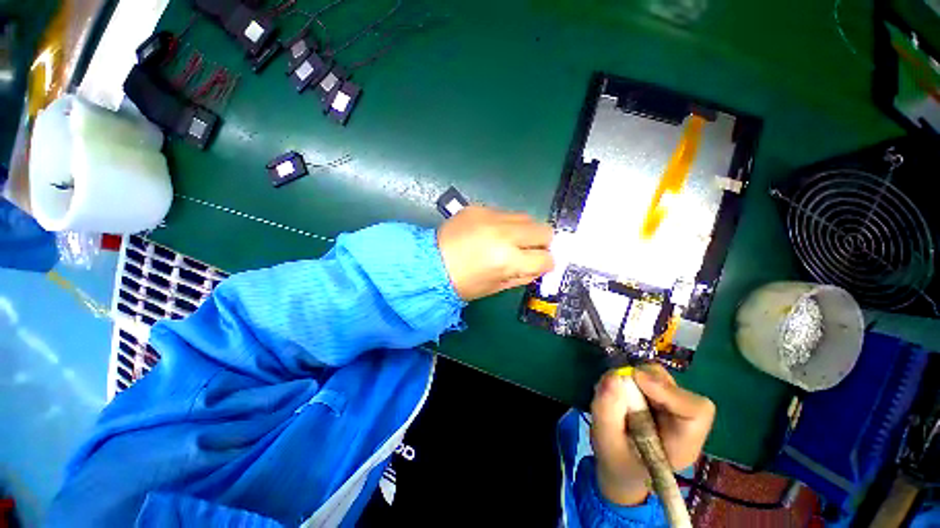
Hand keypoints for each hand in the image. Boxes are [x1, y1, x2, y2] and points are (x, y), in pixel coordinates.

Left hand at [437, 206, 554, 300]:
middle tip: (528, 251)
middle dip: (541, 243)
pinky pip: (505, 213)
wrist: (429, 263)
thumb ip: (523, 275)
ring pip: (527, 218)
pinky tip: (490, 233)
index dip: (546, 264)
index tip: (540, 265)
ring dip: (524, 231)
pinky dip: (505, 224)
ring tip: (509, 241)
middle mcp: (504, 234)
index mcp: (507, 259)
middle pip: (544, 230)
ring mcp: (491, 217)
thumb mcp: (496, 287)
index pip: (545, 258)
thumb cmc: (463, 283)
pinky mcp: (479, 208)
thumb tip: (540, 266)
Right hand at [590, 364, 715, 504]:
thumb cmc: (616, 461)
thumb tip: (613, 375)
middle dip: (643, 380)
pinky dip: (630, 378)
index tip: (636, 380)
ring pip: (660, 378)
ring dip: (634, 378)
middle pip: (675, 388)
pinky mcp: (659, 398)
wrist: (620, 468)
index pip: (696, 411)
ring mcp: (672, 408)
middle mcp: (683, 422)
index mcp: (682, 445)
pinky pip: (648, 376)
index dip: (669, 391)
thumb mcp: (605, 442)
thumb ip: (607, 411)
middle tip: (616, 387)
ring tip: (615, 395)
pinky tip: (619, 393)